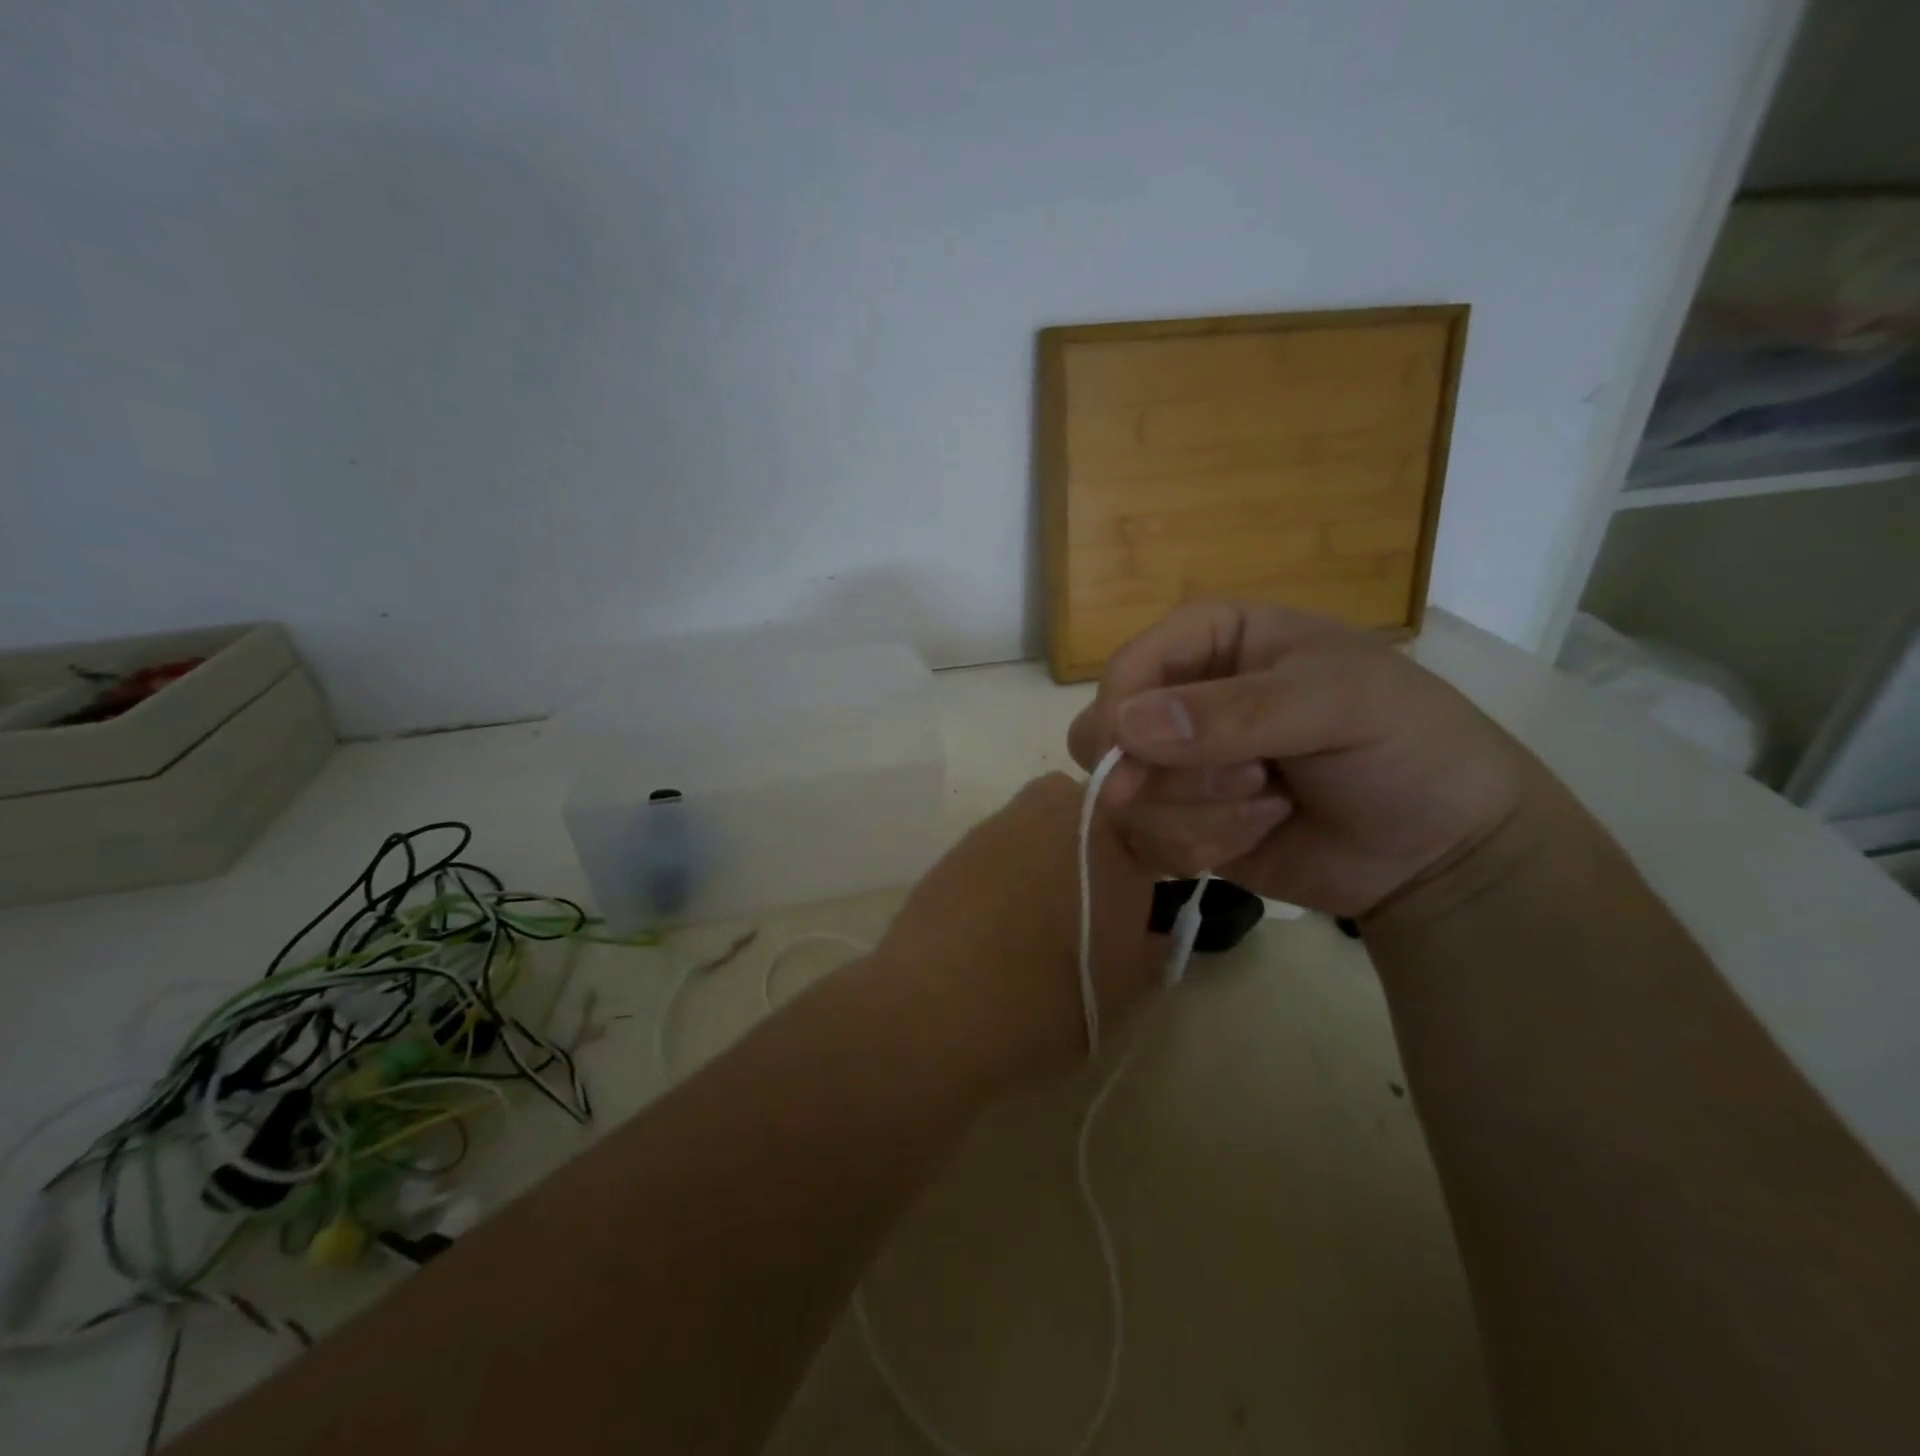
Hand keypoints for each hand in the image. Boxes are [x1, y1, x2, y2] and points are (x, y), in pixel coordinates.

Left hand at [876, 773, 1160, 1090]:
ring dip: (1052, 859)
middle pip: (1094, 817)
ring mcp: (1003, 820)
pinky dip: (1010, 872)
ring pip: (1045, 828)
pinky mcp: (960, 842)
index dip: (1154, 864)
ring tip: (1040, 920)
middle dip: (1099, 852)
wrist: (939, 1006)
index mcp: (1114, 831)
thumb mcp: (1127, 986)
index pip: (1152, 828)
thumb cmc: (1052, 996)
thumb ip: (1152, 946)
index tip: (1144, 902)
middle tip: (1095, 911)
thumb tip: (1151, 931)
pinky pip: (1004, 847)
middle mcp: (1058, 807)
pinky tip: (997, 921)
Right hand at [1067, 601, 1540, 918]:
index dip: (1119, 712)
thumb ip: (1233, 711)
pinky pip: (1144, 842)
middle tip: (1249, 781)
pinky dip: (1198, 848)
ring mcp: (1178, 767)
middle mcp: (1182, 699)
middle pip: (1104, 735)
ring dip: (1198, 815)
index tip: (1132, 762)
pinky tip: (1257, 834)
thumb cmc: (1403, 746)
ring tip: (1273, 806)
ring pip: (1123, 797)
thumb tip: (1124, 727)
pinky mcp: (1180, 823)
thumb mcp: (1336, 703)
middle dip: (1168, 774)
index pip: (1127, 666)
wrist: (1439, 849)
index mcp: (1213, 641)